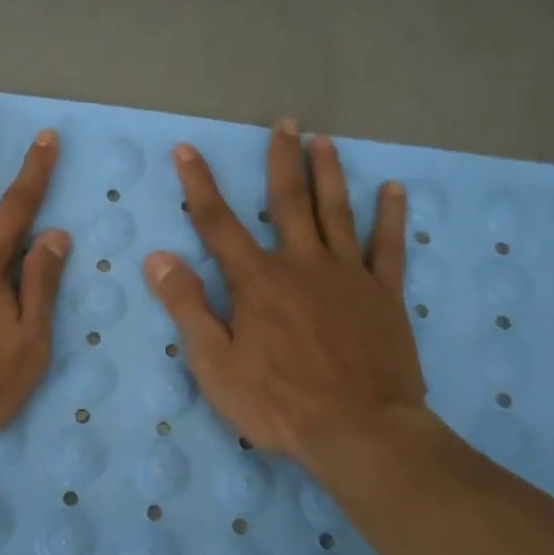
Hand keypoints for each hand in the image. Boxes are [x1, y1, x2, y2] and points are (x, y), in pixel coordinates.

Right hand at [143, 120, 430, 472]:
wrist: (359, 431)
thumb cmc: (278, 402)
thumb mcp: (214, 363)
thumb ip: (187, 307)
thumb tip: (158, 258)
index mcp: (256, 281)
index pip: (218, 223)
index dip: (199, 185)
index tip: (186, 150)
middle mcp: (301, 264)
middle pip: (287, 201)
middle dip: (281, 160)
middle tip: (284, 123)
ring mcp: (347, 275)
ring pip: (336, 212)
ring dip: (329, 174)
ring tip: (325, 141)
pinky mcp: (383, 295)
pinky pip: (388, 246)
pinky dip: (390, 216)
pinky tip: (395, 189)